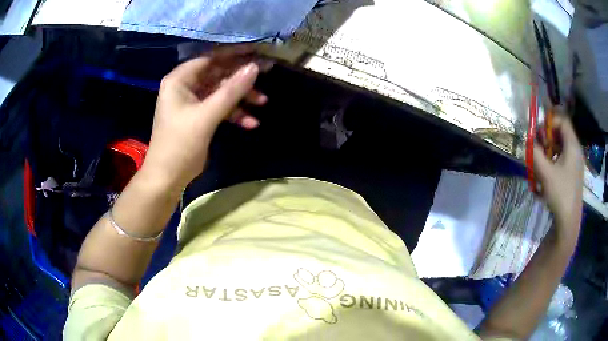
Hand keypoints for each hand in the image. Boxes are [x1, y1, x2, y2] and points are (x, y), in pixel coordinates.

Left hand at [141, 46, 269, 188]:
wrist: (167, 177)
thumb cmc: (180, 144)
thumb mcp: (206, 116)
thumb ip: (231, 90)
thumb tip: (255, 67)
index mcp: (180, 79)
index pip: (210, 57)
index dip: (235, 53)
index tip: (258, 51)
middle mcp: (185, 85)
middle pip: (219, 73)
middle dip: (242, 78)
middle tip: (267, 73)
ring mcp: (193, 101)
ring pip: (222, 91)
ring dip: (241, 98)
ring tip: (263, 102)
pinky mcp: (200, 115)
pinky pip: (220, 107)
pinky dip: (235, 113)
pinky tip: (251, 123)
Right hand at [533, 115, 583, 239]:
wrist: (568, 221)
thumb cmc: (560, 194)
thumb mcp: (545, 173)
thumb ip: (535, 153)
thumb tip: (529, 140)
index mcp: (572, 146)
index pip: (562, 120)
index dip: (550, 121)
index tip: (539, 132)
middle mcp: (576, 150)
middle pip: (561, 132)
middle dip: (548, 136)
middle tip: (539, 147)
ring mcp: (575, 162)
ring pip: (561, 145)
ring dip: (550, 148)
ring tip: (541, 161)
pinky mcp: (573, 173)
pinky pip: (563, 157)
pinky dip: (554, 159)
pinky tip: (548, 172)